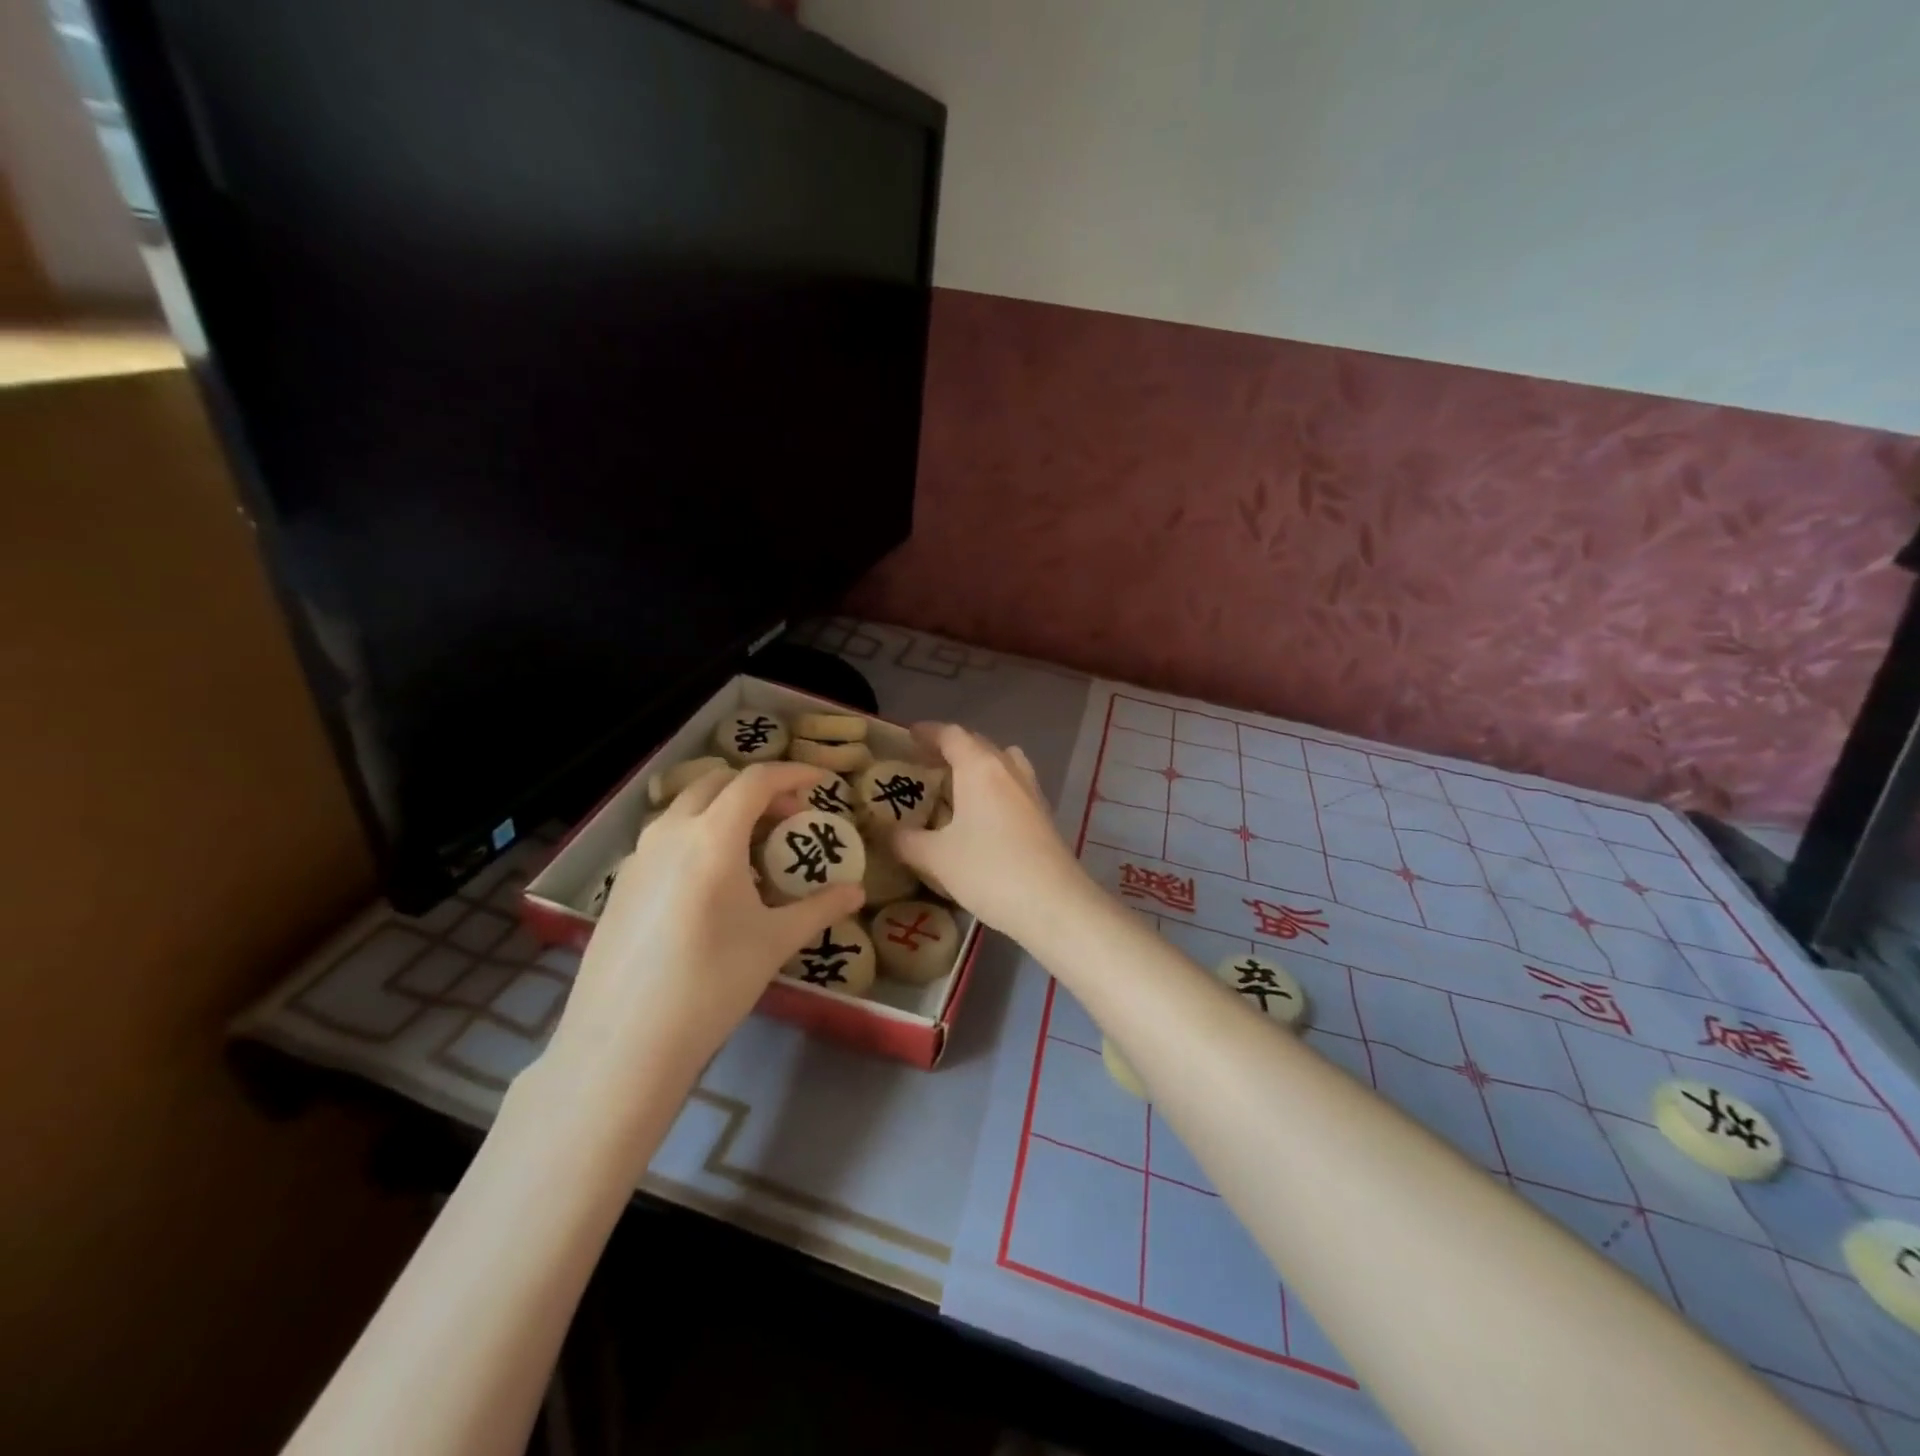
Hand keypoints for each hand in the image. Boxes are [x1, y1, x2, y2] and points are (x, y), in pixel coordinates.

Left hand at [541, 763, 863, 1103]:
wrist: (625, 1042)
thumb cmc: (712, 983)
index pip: (755, 781)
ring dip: (723, 811)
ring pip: (685, 809)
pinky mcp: (621, 884)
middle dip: (757, 789)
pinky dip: (696, 837)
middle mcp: (670, 833)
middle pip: (716, 784)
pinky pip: (665, 839)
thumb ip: (819, 908)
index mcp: (712, 836)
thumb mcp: (774, 942)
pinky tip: (711, 884)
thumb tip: (857, 893)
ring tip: (751, 849)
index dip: (792, 774)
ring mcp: (638, 857)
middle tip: (788, 816)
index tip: (819, 781)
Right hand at [893, 723, 1086, 937]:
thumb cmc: (989, 871)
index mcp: (980, 768)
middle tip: (926, 762)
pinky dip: (996, 786)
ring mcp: (1031, 791)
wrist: (1054, 904)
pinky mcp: (1044, 814)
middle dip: (952, 748)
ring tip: (958, 784)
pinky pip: (1014, 785)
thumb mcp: (936, 858)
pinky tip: (983, 814)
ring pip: (1003, 762)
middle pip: (979, 744)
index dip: (929, 732)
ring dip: (979, 764)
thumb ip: (906, 841)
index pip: (952, 735)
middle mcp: (1008, 770)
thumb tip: (886, 833)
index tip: (909, 735)